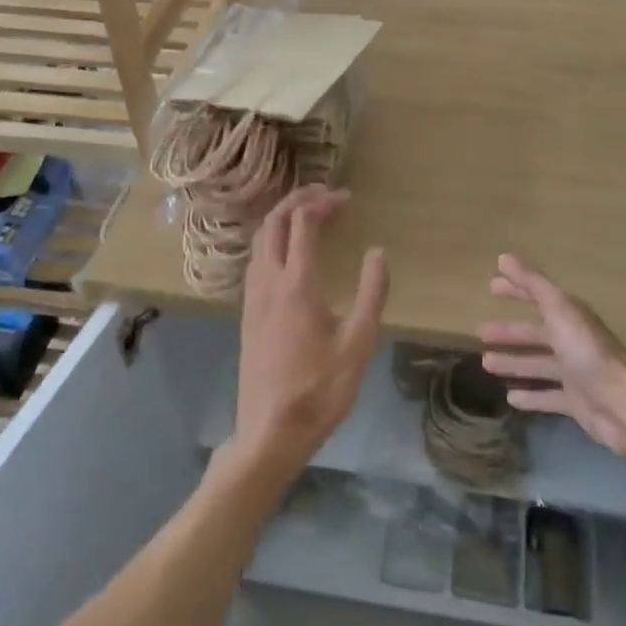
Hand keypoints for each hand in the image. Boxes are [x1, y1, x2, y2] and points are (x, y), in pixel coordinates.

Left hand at [231, 186, 387, 482]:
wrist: (270, 433)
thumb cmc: (320, 389)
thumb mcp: (359, 343)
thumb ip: (372, 293)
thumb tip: (378, 252)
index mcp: (297, 284)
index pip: (303, 223)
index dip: (323, 202)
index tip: (346, 198)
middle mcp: (268, 282)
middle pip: (274, 223)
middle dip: (298, 199)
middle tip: (325, 193)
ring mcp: (252, 297)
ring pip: (260, 240)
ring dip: (282, 218)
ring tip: (308, 213)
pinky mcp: (247, 313)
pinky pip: (256, 259)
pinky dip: (272, 239)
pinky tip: (288, 251)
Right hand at [479, 254, 625, 455]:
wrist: (623, 405)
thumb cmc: (588, 352)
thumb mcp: (558, 310)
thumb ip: (532, 284)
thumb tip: (503, 257)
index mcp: (569, 317)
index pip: (538, 296)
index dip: (516, 289)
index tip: (491, 286)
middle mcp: (571, 342)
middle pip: (536, 333)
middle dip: (510, 332)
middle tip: (481, 332)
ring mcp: (574, 373)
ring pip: (538, 364)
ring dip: (514, 363)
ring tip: (486, 364)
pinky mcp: (576, 402)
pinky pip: (548, 397)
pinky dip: (531, 396)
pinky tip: (510, 398)